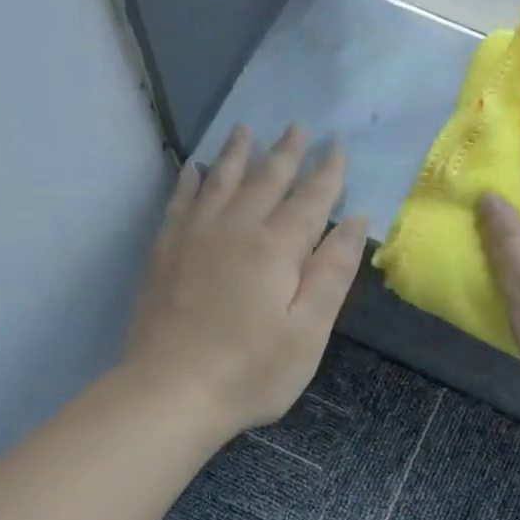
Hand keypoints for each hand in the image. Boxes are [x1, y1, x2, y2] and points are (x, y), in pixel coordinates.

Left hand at [127, 125, 368, 436]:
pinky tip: (194, 170)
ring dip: (236, 154)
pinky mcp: (165, 253)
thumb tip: (355, 221)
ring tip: (245, 130)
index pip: (309, 200)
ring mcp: (194, 238)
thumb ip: (332, 274)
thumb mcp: (308, 332)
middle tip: (298, 127)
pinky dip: (190, 182)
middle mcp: (235, 230)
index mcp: (276, 249)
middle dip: (285, 153)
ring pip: (219, 182)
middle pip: (265, 181)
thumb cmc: (251, 372)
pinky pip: (180, 203)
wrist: (171, 392)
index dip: (327, 174)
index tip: (337, 148)